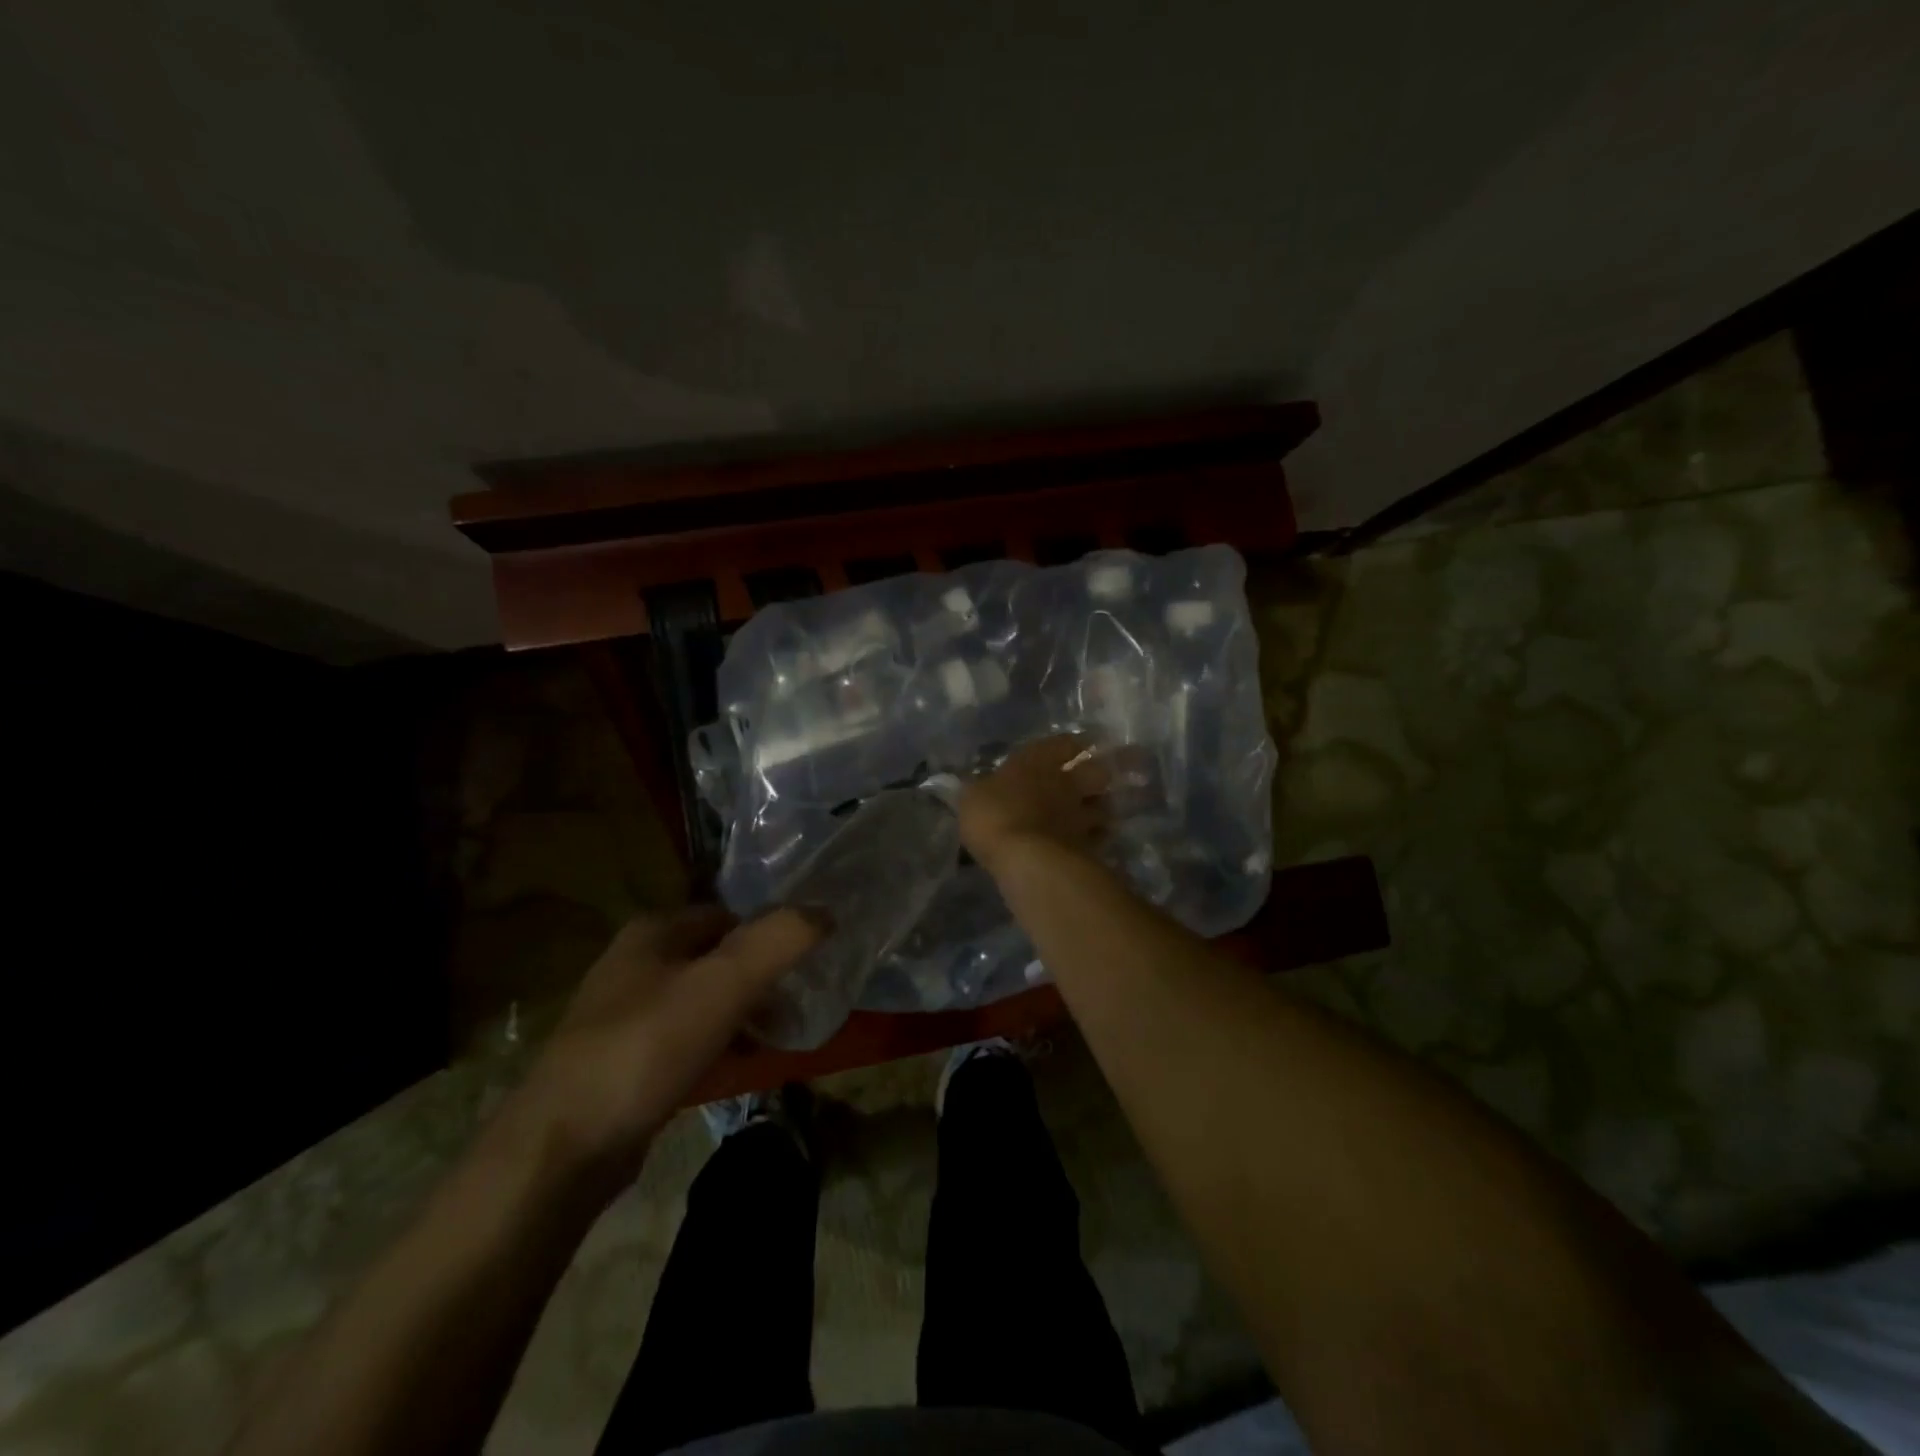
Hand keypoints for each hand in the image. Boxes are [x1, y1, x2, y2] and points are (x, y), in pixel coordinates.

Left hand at [505, 905, 824, 1191]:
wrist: (562, 1150)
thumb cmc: (647, 1048)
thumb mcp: (722, 984)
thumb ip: (778, 941)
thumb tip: (826, 912)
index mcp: (653, 932)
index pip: (729, 915)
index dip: (770, 935)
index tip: (805, 965)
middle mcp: (636, 964)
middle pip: (718, 958)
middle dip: (761, 979)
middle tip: (798, 1005)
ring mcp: (625, 1015)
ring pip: (704, 1001)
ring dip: (744, 1014)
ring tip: (779, 1037)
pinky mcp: (624, 1063)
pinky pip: (686, 1041)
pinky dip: (719, 1047)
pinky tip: (741, 1068)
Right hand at [959, 734, 1110, 874]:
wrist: (1026, 858)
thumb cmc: (994, 815)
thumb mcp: (972, 796)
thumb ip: (980, 788)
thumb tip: (980, 784)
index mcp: (1037, 761)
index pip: (1064, 743)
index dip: (1070, 744)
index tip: (1075, 746)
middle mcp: (1066, 782)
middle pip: (1096, 772)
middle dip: (1097, 774)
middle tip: (1092, 780)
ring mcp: (1081, 814)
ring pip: (1104, 806)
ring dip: (1101, 808)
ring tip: (1094, 815)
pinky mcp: (1088, 845)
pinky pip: (1099, 839)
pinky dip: (1096, 840)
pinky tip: (1087, 844)